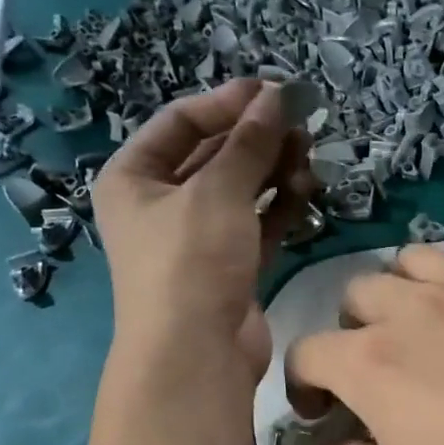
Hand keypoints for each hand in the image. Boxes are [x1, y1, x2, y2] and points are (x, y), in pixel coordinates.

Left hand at [92, 79, 312, 374]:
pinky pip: (256, 223)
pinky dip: (279, 205)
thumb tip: (277, 96)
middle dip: (256, 137)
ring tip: (309, 153)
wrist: (196, 354)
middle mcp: (161, 204)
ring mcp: (197, 238)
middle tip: (302, 122)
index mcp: (134, 177)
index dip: (227, 102)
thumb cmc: (190, 261)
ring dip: (272, 170)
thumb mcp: (217, 191)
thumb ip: (249, 142)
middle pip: (214, 155)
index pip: (181, 122)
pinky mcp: (230, 266)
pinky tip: (306, 187)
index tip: (274, 90)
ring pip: (240, 190)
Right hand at [283, 245, 443, 444]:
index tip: (323, 415)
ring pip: (410, 265)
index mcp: (371, 364)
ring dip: (398, 295)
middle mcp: (414, 314)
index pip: (307, 351)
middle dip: (350, 333)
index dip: (304, 385)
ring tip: (417, 336)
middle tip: (373, 376)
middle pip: (355, 296)